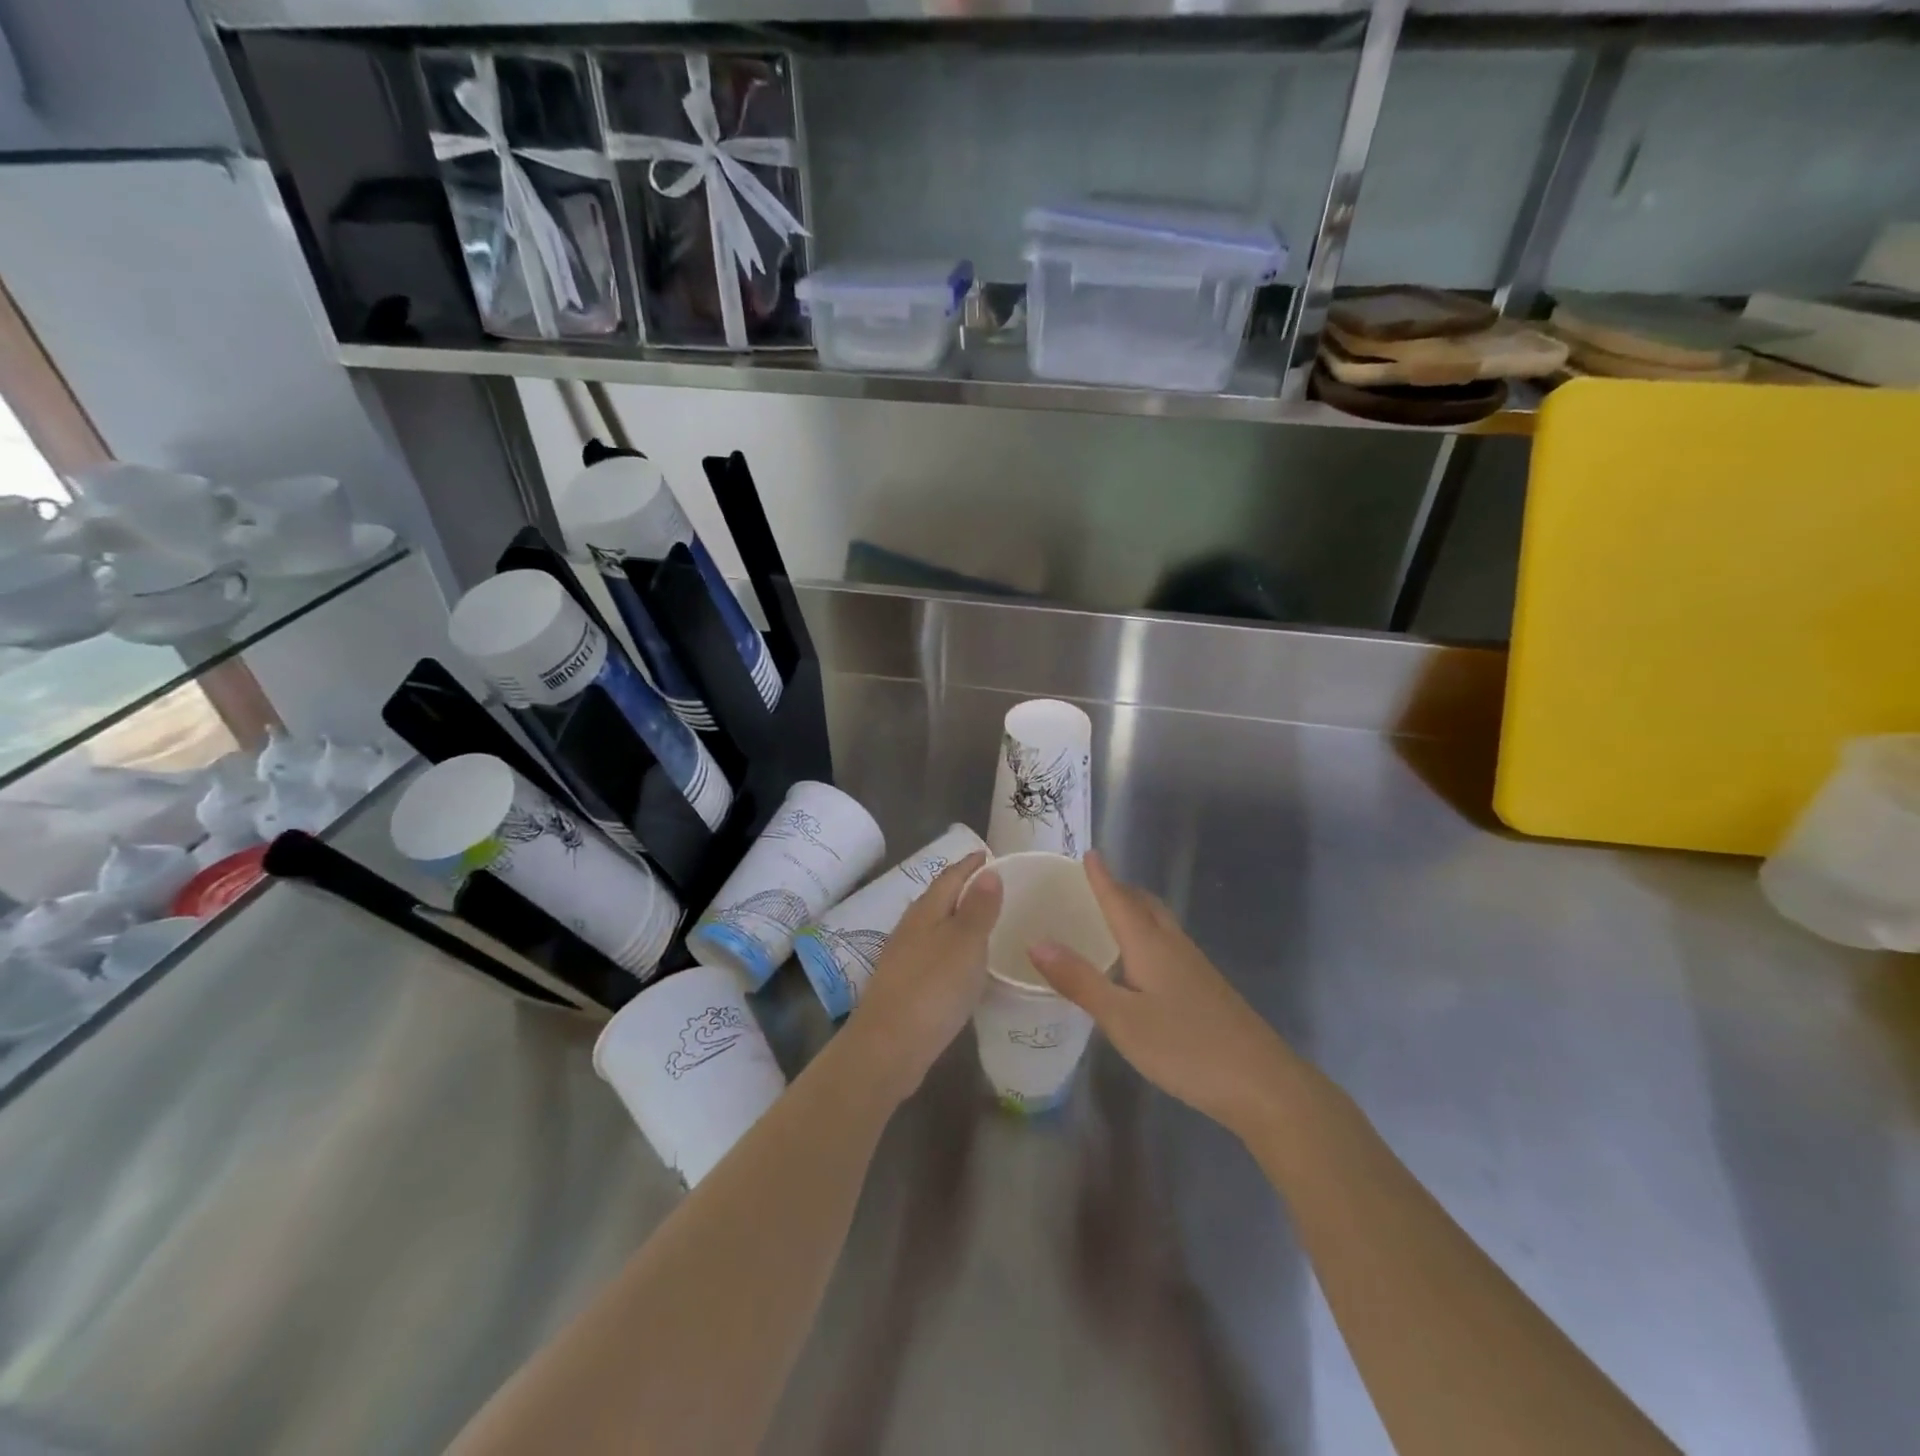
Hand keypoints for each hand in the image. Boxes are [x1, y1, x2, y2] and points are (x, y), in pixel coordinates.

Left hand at [845, 851, 1000, 1102]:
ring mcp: (903, 958)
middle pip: (938, 900)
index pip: (949, 877)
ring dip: (956, 920)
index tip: (988, 854)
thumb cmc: (932, 989)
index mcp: (925, 911)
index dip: (969, 864)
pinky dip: (951, 950)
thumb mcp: (965, 944)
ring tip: (982, 922)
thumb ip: (978, 909)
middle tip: (991, 886)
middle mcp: (911, 928)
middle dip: (962, 889)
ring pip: (934, 928)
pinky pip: (933, 954)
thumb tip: (987, 872)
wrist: (887, 1047)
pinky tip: (961, 965)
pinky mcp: (904, 986)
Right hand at [1028, 852, 1299, 1136]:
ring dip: (1137, 911)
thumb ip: (1080, 981)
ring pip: (1161, 925)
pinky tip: (1143, 965)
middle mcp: (1174, 947)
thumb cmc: (1186, 1047)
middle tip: (1096, 884)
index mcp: (1150, 945)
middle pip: (1146, 905)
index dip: (1102, 877)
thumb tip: (1037, 942)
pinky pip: (1170, 946)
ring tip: (1113, 916)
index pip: (1120, 900)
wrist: (1263, 1084)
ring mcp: (1196, 969)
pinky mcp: (1208, 991)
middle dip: (1121, 890)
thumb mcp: (1122, 1018)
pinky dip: (1149, 938)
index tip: (1088, 852)